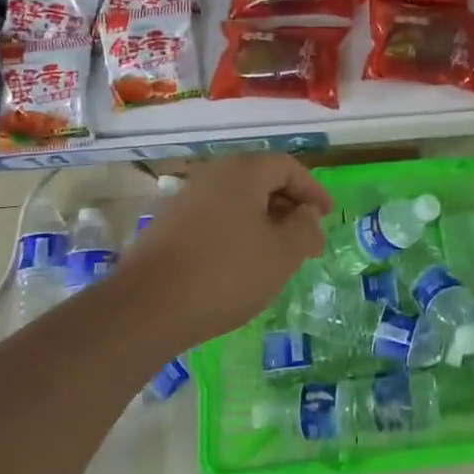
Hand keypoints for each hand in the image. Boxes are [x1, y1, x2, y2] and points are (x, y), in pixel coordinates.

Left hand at [117, 155, 331, 352]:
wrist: (146, 307)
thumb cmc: (225, 273)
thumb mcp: (281, 254)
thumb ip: (304, 229)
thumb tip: (307, 215)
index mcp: (244, 171)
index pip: (288, 167)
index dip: (313, 189)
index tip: (327, 215)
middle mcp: (213, 174)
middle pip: (261, 180)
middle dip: (288, 206)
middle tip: (306, 237)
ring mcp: (186, 198)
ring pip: (237, 201)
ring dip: (262, 221)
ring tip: (277, 254)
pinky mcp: (168, 225)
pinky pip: (215, 218)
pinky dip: (236, 232)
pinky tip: (240, 264)